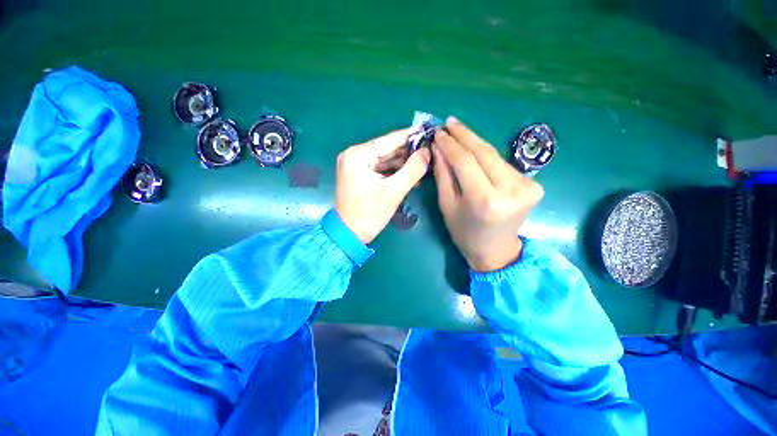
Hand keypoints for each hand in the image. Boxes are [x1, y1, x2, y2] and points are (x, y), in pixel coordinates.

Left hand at [335, 129, 430, 243]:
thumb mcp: (394, 191)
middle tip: (430, 151)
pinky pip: (380, 168)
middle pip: (387, 148)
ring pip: (385, 159)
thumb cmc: (370, 214)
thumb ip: (413, 169)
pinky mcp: (358, 174)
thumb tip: (427, 152)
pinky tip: (411, 174)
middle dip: (409, 152)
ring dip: (404, 163)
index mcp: (358, 155)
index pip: (389, 140)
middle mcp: (354, 155)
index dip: (411, 136)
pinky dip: (395, 171)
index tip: (430, 131)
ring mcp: (355, 165)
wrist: (349, 235)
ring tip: (425, 163)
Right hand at [431, 117, 543, 271]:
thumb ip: (443, 175)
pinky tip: (475, 150)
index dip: (450, 144)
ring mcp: (527, 186)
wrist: (496, 250)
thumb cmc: (464, 232)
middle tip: (449, 122)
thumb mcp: (447, 205)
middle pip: (484, 152)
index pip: (465, 161)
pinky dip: (487, 156)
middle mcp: (510, 190)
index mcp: (485, 200)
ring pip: (495, 155)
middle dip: (464, 135)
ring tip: (458, 132)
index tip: (438, 132)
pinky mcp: (534, 185)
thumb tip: (438, 147)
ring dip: (475, 143)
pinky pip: (503, 164)